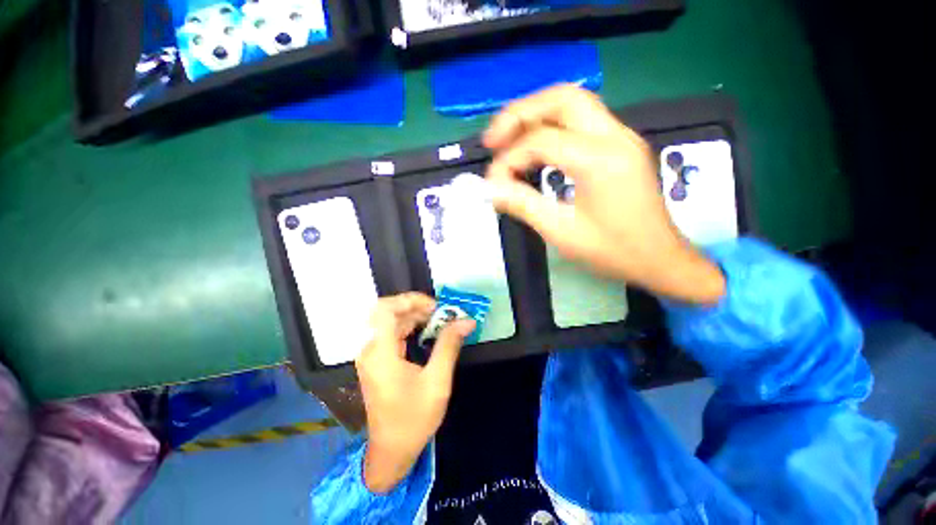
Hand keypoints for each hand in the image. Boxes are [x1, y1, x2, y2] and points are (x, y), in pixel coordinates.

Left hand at [356, 293, 474, 492]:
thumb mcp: (437, 381)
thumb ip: (449, 346)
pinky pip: (391, 333)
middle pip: (388, 312)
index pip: (384, 309)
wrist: (391, 451)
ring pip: (390, 321)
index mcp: (380, 353)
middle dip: (416, 307)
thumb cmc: (413, 419)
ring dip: (414, 316)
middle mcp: (370, 349)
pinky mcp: (377, 360)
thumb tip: (466, 321)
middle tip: (441, 312)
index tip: (434, 306)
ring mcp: (372, 355)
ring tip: (438, 319)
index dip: (409, 300)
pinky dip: (409, 327)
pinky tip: (426, 331)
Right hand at [484, 84, 725, 304]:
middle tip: (494, 140)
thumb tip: (490, 189)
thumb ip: (522, 205)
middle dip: (521, 114)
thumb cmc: (613, 252)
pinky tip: (537, 150)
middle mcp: (615, 136)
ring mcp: (622, 137)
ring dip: (536, 117)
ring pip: (573, 105)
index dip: (509, 159)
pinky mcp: (621, 146)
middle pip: (562, 98)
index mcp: (600, 159)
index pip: (541, 141)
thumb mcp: (561, 232)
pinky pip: (582, 123)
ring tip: (509, 141)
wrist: (660, 260)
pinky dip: (552, 128)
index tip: (493, 183)